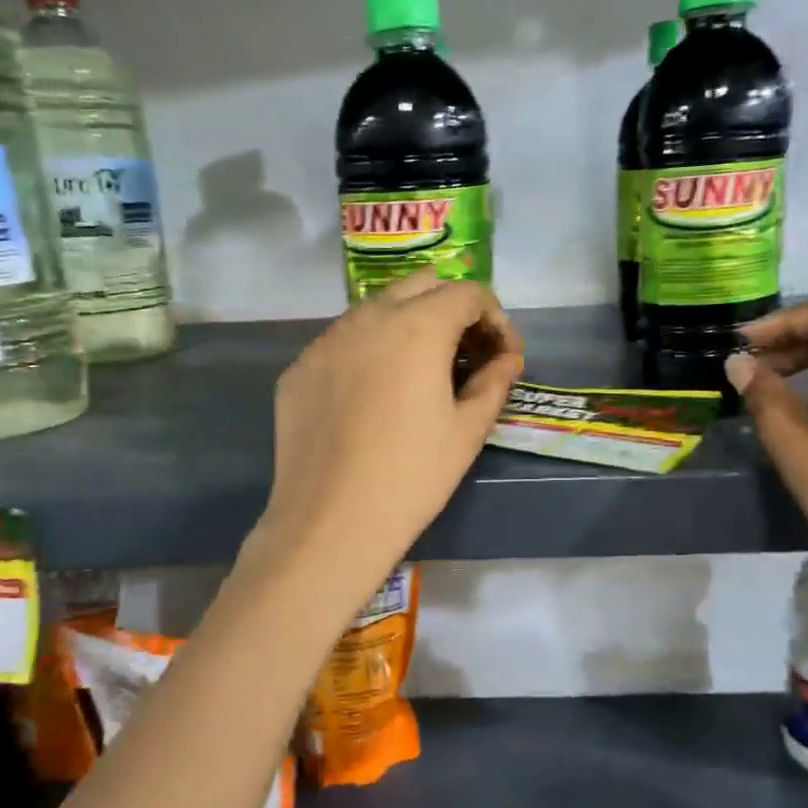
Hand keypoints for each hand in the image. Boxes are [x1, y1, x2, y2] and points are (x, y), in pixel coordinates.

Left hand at [251, 272, 523, 601]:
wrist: (330, 522)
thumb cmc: (412, 476)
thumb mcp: (467, 431)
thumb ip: (494, 382)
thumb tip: (508, 359)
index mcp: (417, 326)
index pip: (467, 293)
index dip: (495, 318)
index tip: (502, 355)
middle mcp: (367, 317)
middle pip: (420, 286)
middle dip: (451, 309)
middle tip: (465, 355)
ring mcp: (326, 341)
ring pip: (375, 310)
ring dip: (407, 325)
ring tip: (419, 373)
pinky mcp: (299, 368)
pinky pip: (342, 343)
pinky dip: (368, 352)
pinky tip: (373, 397)